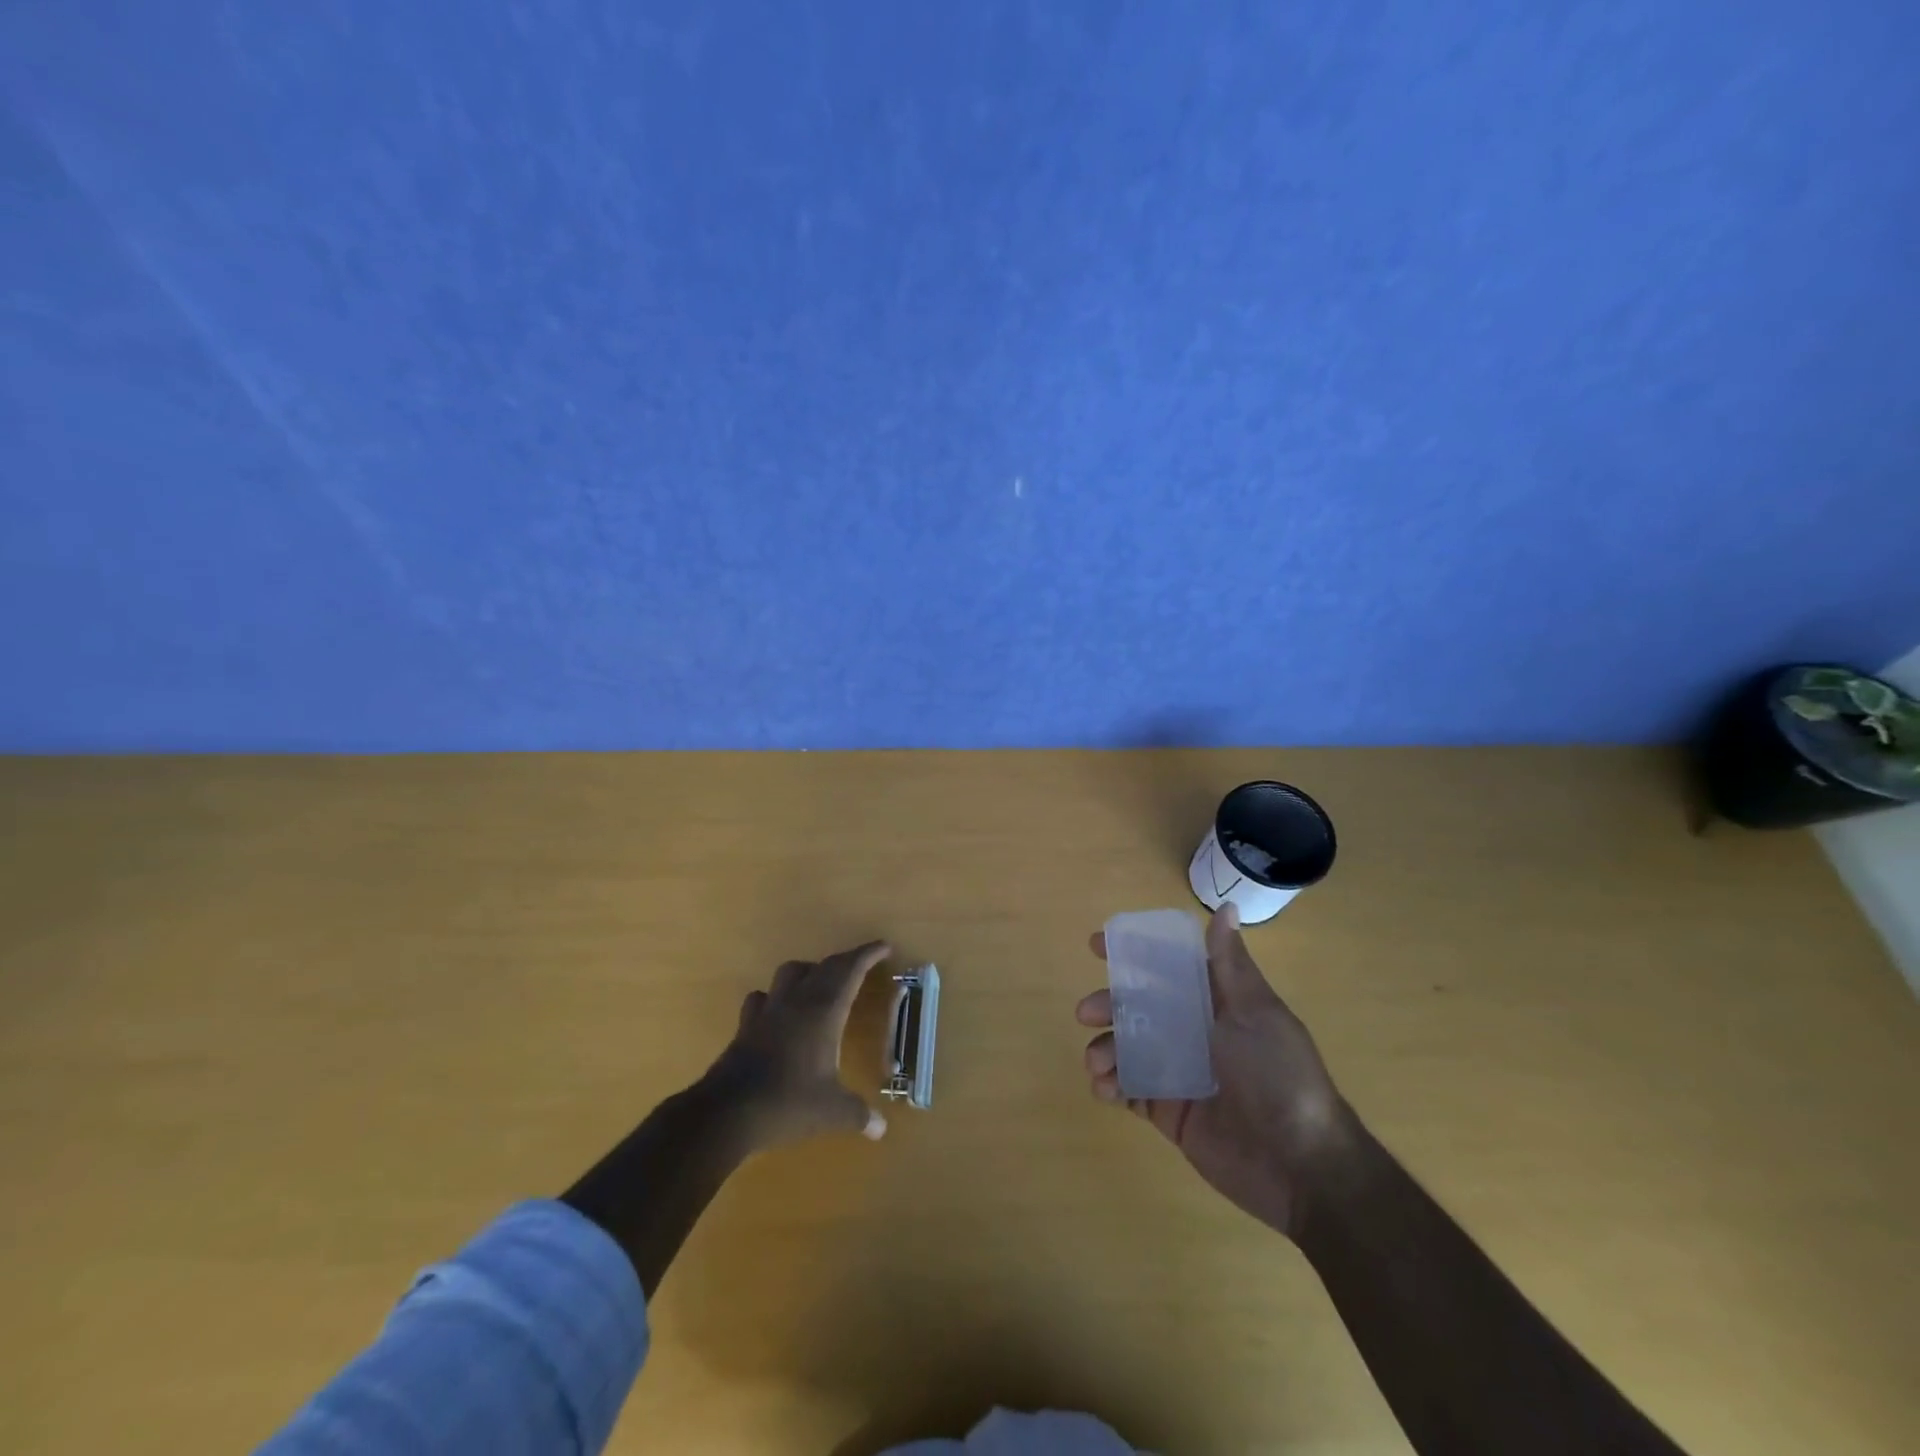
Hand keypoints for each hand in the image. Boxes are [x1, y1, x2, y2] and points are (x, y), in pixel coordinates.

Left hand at [706, 940, 891, 1152]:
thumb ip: (859, 1115)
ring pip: (790, 972)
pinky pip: (763, 997)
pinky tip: (779, 1012)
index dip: (868, 954)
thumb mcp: (832, 1112)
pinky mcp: (746, 1025)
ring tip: (820, 985)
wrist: (727, 1112)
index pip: (850, 970)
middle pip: (824, 966)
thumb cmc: (788, 1102)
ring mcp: (769, 1010)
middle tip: (861, 965)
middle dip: (846, 962)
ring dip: (809, 971)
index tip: (884, 946)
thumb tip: (881, 1129)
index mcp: (824, 1010)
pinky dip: (775, 997)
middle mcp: (797, 1001)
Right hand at [1078, 905, 1357, 1238]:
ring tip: (1096, 1062)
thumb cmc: (1278, 1074)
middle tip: (1087, 1012)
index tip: (1096, 946)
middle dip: (1108, 1005)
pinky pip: (1130, 1091)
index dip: (1132, 955)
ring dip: (1105, 1048)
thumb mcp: (1256, 1012)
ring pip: (1128, 1048)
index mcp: (1215, 1004)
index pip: (1167, 968)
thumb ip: (1230, 965)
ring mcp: (1179, 1073)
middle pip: (1138, 1008)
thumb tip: (1226, 908)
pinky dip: (1110, 1085)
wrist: (1301, 1165)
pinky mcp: (1169, 1112)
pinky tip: (1104, 1088)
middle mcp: (1194, 1033)